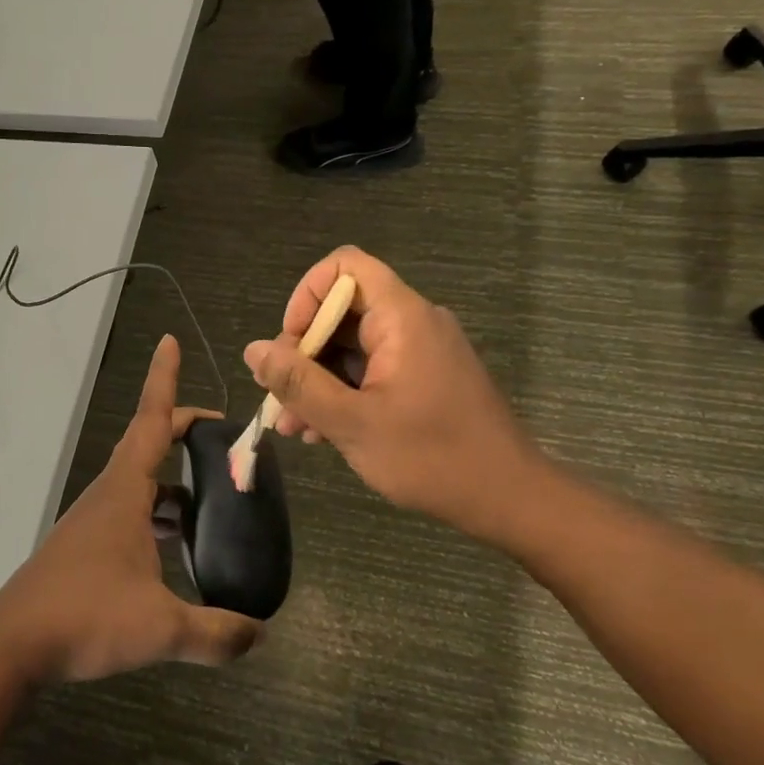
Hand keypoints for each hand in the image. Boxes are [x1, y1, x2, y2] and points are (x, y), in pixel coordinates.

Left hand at [0, 335, 262, 682]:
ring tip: (213, 501)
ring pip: (140, 483)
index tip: (170, 341)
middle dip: (183, 431)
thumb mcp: (162, 628)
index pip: (151, 419)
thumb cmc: (86, 617)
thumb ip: (216, 633)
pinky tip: (176, 550)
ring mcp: (94, 520)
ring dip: (174, 483)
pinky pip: (130, 513)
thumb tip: (261, 635)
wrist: (13, 645)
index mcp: (125, 491)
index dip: (164, 378)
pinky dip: (157, 516)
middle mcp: (109, 494)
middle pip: (148, 444)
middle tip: (222, 438)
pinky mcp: (86, 547)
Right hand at [243, 247, 552, 545]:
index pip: (345, 266)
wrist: (509, 498)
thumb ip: (299, 383)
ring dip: (318, 380)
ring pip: (352, 346)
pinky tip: (321, 432)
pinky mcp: (424, 378)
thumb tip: (254, 350)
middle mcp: (412, 322)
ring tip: (293, 426)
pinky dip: (344, 392)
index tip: (291, 345)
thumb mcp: (353, 423)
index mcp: (402, 317)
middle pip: (342, 310)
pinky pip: (372, 369)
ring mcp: (420, 351)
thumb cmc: (432, 457)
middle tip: (280, 397)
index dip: (307, 295)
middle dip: (302, 351)